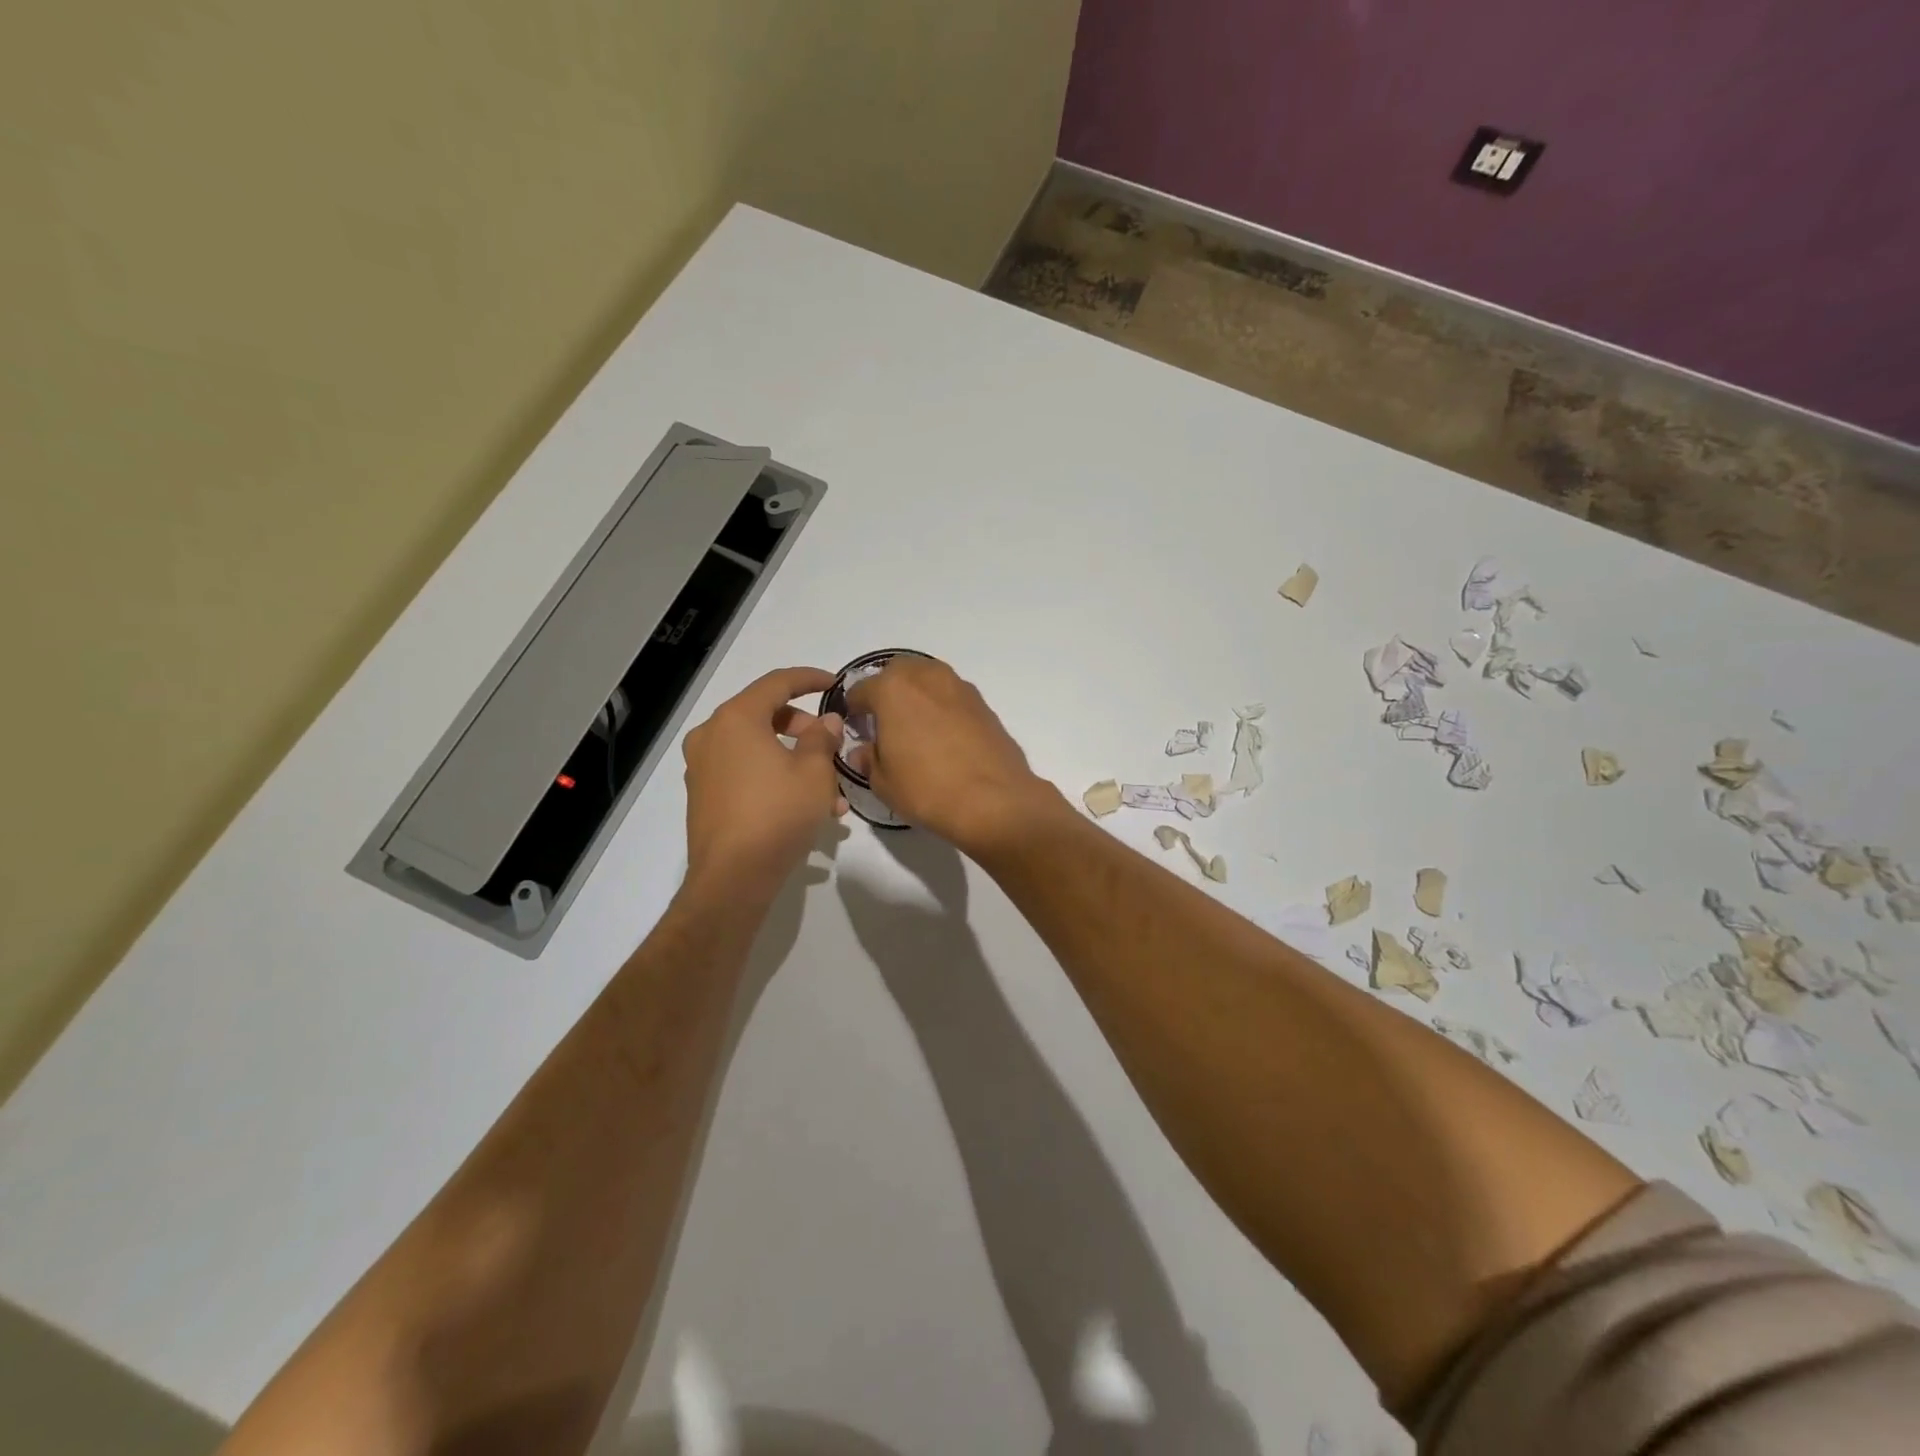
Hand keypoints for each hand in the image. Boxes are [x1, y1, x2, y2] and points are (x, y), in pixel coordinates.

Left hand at [682, 667, 845, 899]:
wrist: (733, 878)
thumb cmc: (778, 814)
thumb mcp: (815, 773)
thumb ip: (823, 738)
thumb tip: (827, 721)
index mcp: (736, 719)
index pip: (777, 682)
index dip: (810, 679)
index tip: (834, 684)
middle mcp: (712, 735)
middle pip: (764, 715)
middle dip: (804, 728)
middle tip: (832, 746)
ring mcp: (702, 766)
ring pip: (757, 748)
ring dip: (794, 760)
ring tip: (831, 792)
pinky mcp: (703, 795)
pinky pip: (745, 772)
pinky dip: (774, 777)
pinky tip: (806, 808)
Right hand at [845, 656, 1063, 854]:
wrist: (994, 801)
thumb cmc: (927, 789)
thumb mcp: (883, 783)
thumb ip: (868, 759)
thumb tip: (864, 751)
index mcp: (893, 689)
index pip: (860, 690)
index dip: (853, 710)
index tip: (855, 728)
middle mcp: (926, 677)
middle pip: (898, 672)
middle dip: (887, 691)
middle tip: (885, 723)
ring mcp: (960, 687)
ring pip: (929, 679)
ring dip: (918, 695)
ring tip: (916, 729)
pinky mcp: (984, 704)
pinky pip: (953, 697)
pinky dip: (943, 708)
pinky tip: (944, 737)